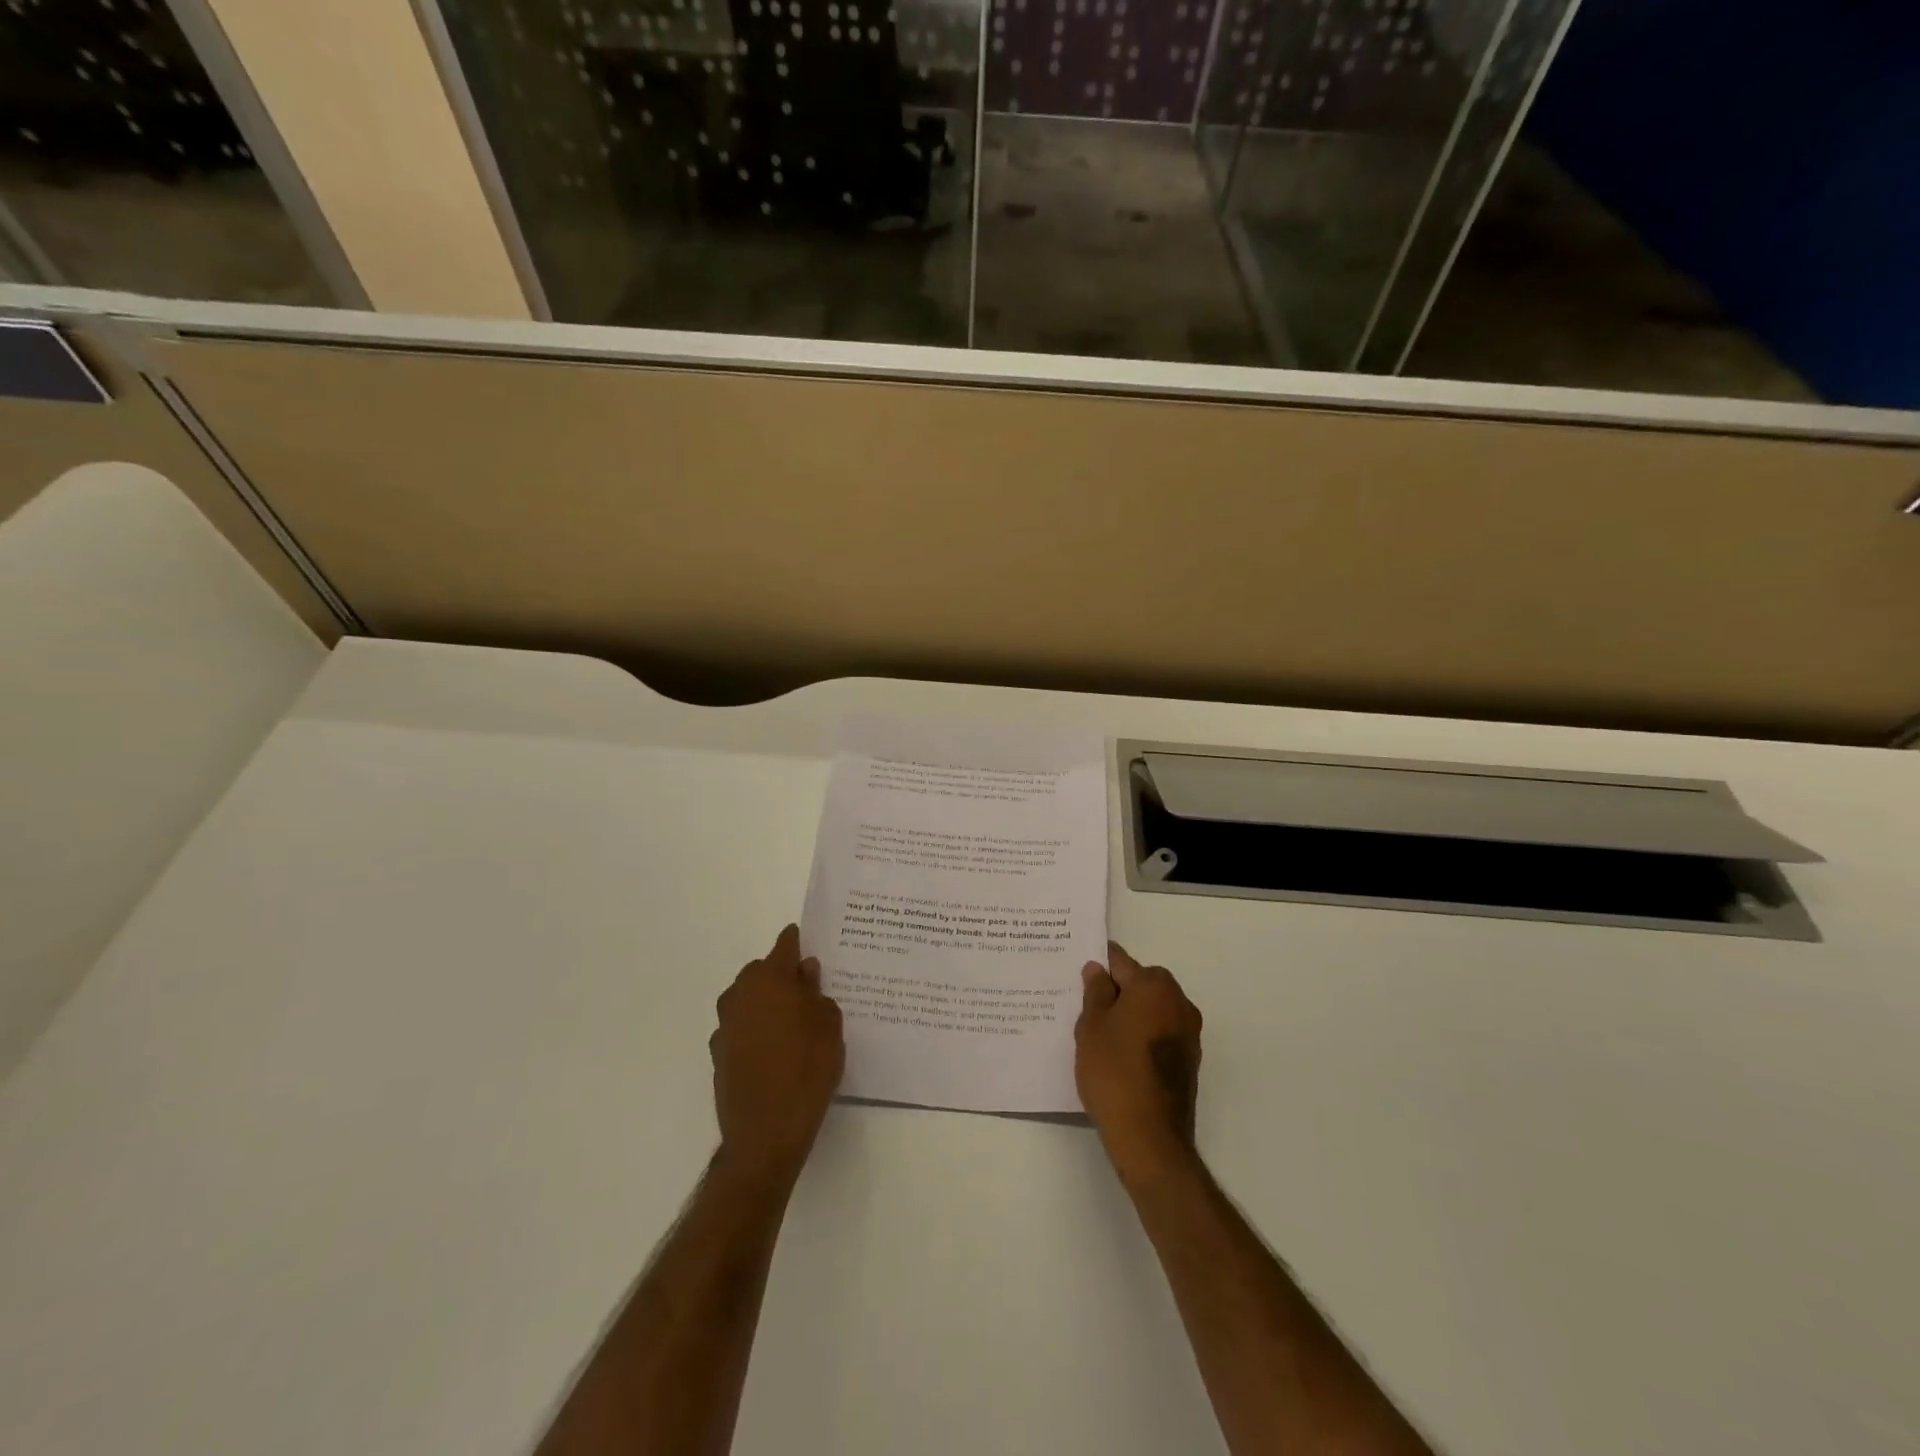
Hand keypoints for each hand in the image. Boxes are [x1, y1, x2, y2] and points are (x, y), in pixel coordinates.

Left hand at [710, 924, 844, 1187]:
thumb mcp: (828, 1025)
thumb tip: (805, 972)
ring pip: (749, 1000)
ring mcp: (725, 1024)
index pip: (785, 945)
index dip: (799, 942)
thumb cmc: (807, 1068)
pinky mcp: (718, 1053)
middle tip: (808, 991)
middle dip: (782, 976)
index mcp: (769, 978)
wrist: (766, 1132)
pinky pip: (741, 1027)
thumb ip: (816, 992)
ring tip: (793, 1023)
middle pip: (763, 972)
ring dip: (767, 1003)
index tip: (811, 943)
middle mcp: (741, 993)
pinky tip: (775, 1050)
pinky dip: (756, 1030)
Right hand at [1075, 942, 1203, 1184]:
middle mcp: (1178, 1002)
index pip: (1121, 962)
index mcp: (1154, 986)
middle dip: (1117, 990)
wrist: (1150, 1137)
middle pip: (1142, 983)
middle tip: (1087, 1008)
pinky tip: (1121, 1055)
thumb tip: (1098, 969)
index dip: (1099, 965)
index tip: (1080, 974)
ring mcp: (1189, 1033)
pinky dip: (1144, 1035)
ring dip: (1132, 1014)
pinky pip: (1162, 1033)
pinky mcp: (1190, 1060)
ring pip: (1153, 1009)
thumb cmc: (1114, 1072)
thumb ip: (1095, 992)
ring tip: (1102, 1035)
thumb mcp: (1092, 1027)